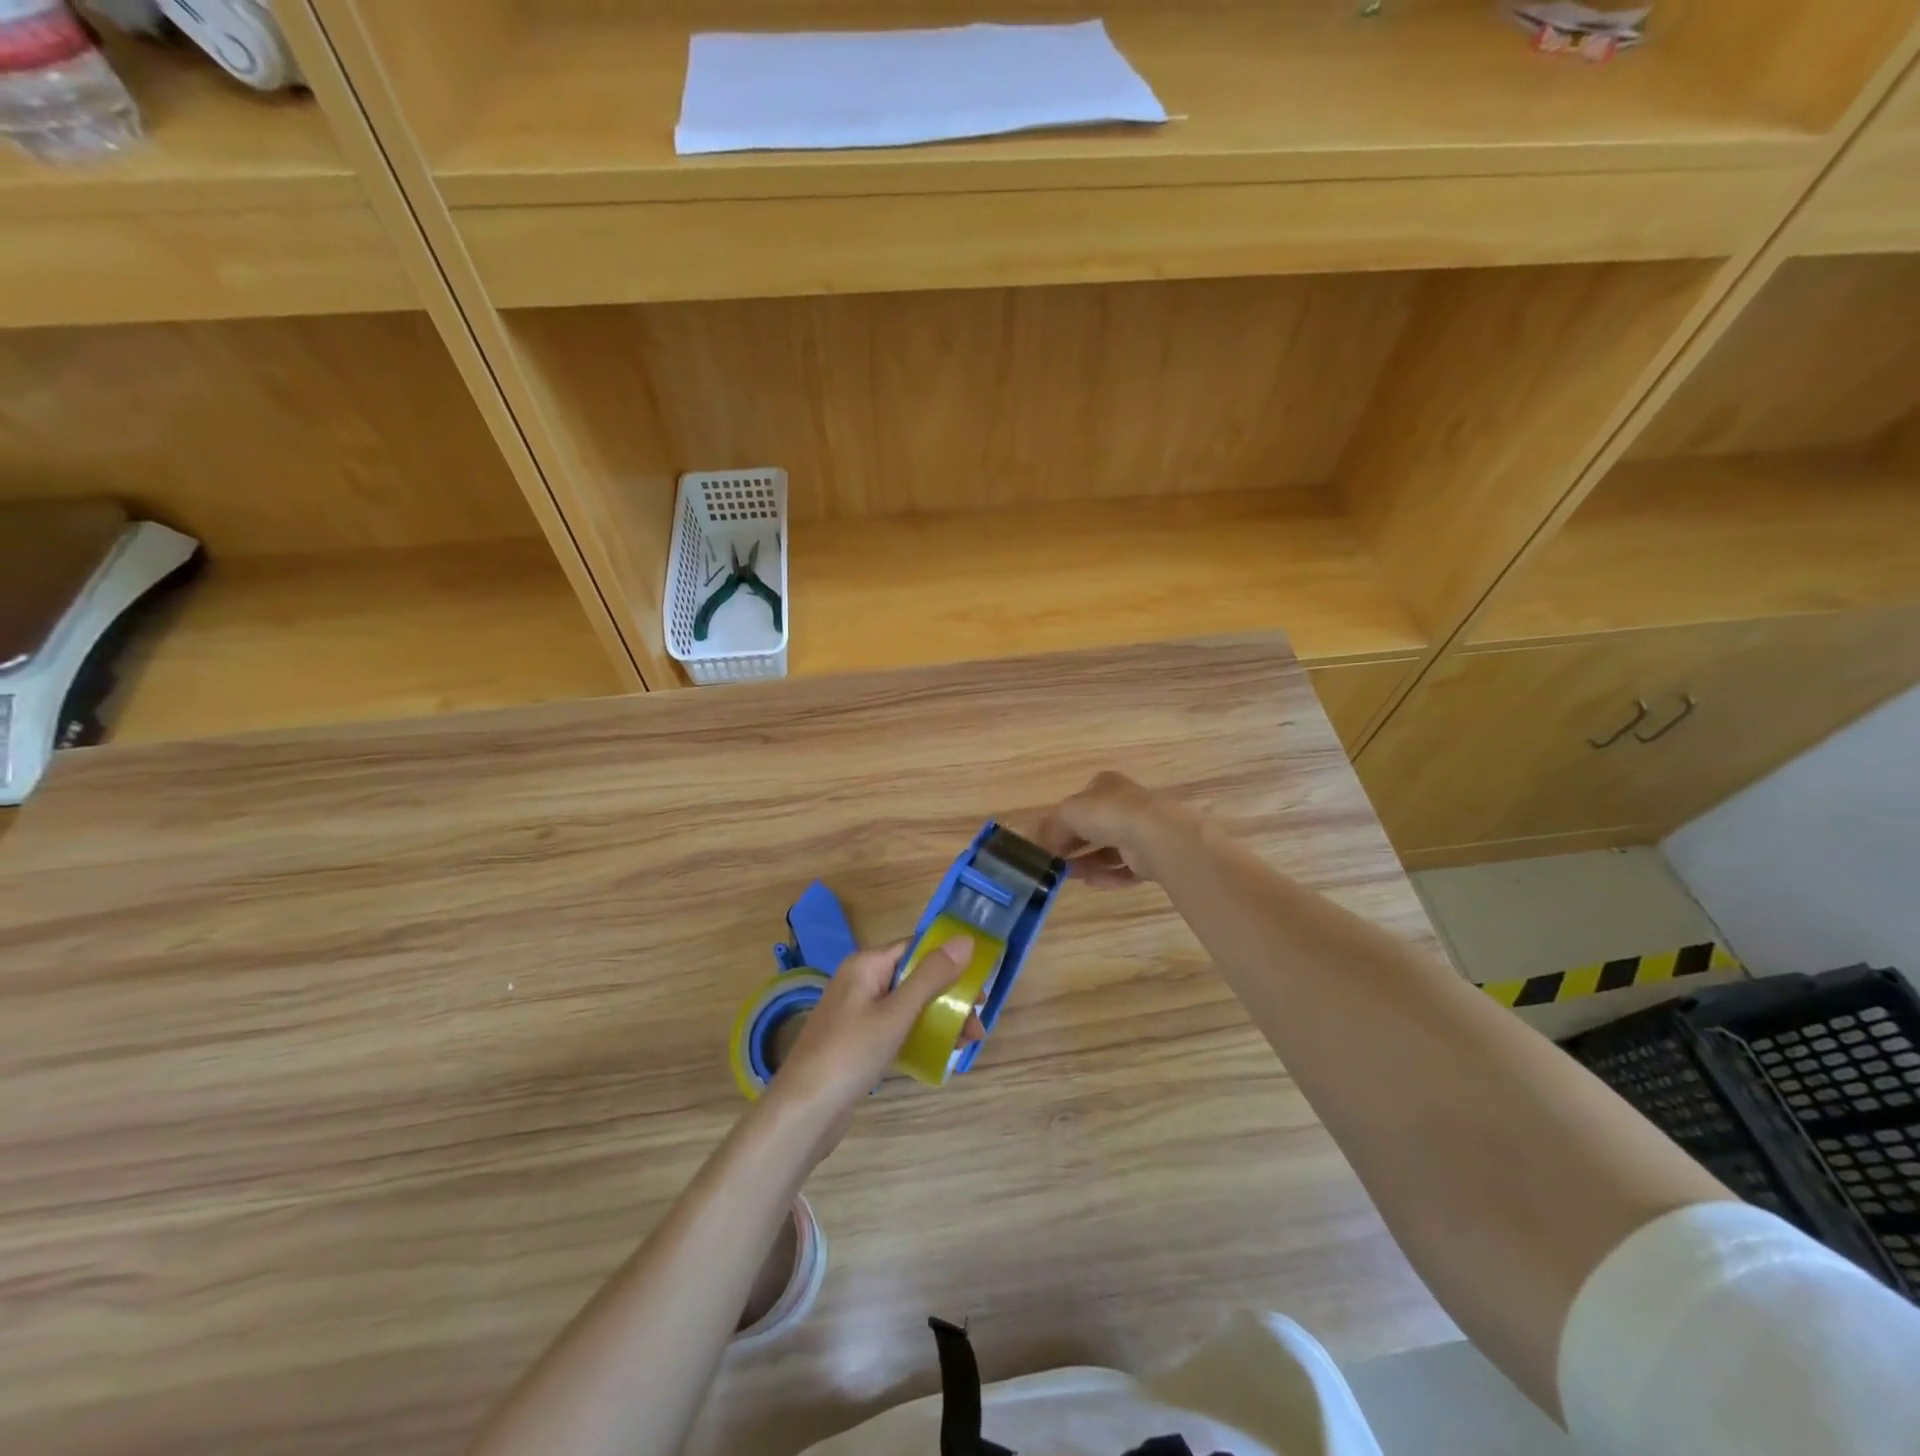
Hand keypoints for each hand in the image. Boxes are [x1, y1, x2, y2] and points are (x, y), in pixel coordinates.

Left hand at [765, 937, 976, 1157]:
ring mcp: (857, 1012)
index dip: (949, 960)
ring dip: (939, 1017)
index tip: (980, 981)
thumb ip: (932, 976)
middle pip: (914, 977)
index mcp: (866, 964)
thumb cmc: (851, 1053)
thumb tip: (965, 939)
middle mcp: (860, 981)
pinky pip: (896, 1026)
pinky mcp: (858, 1041)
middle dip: (949, 995)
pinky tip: (941, 1051)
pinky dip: (920, 1033)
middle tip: (978, 1021)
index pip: (915, 948)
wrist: (804, 1111)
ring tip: (969, 1042)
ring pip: (908, 1004)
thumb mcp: (897, 1013)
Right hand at [1037, 771, 1201, 887]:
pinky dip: (1107, 876)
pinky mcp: (1152, 857)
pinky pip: (1124, 868)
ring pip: (1108, 850)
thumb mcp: (1067, 814)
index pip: (1080, 802)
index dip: (1062, 821)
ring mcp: (1141, 831)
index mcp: (1106, 786)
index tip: (1048, 842)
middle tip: (1056, 862)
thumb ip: (1050, 828)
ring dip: (1087, 863)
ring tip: (1069, 876)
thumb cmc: (1107, 814)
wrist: (1154, 836)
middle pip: (1094, 828)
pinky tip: (1090, 882)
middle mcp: (1125, 805)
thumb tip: (1039, 844)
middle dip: (1074, 845)